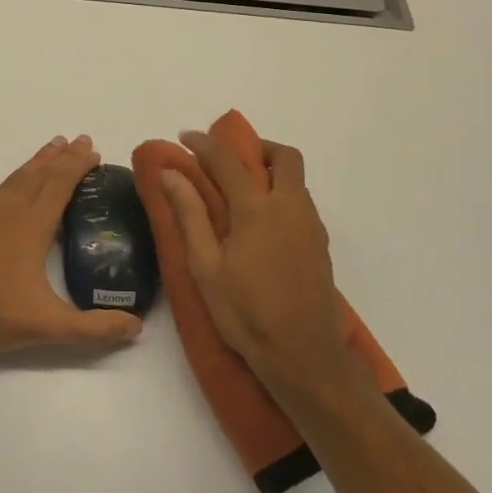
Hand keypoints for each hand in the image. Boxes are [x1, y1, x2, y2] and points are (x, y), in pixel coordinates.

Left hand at [0, 133, 143, 357]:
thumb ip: (95, 328)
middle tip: (81, 141)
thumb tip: (136, 327)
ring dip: (35, 159)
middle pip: (42, 175)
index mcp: (34, 227)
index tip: (94, 152)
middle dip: (63, 157)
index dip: (79, 165)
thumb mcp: (49, 327)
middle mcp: (9, 209)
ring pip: (13, 176)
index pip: (62, 185)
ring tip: (53, 144)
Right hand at [160, 132, 346, 382]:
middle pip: (283, 156)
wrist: (303, 355)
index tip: (185, 137)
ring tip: (240, 193)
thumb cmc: (245, 312)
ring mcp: (310, 226)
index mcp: (257, 209)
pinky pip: (302, 203)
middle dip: (255, 148)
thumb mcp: (205, 266)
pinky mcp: (320, 245)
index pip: (228, 160)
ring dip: (270, 171)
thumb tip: (171, 173)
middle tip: (228, 160)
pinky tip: (261, 224)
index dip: (204, 144)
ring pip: (296, 180)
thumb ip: (190, 214)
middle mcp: (290, 207)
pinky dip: (281, 195)